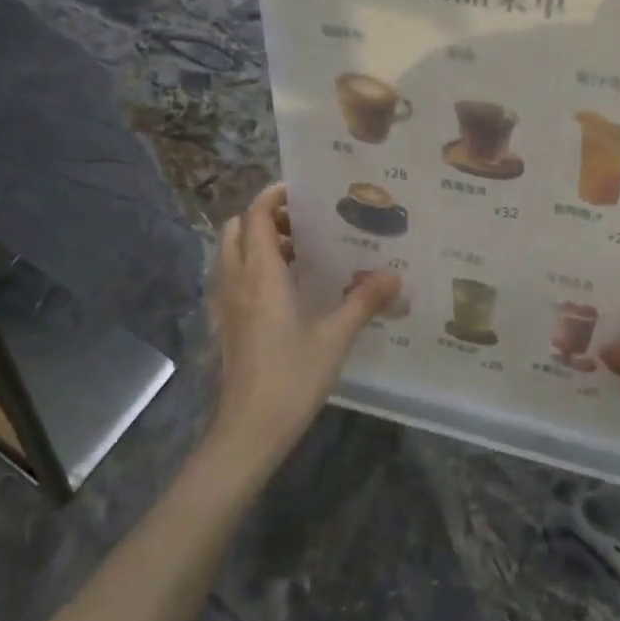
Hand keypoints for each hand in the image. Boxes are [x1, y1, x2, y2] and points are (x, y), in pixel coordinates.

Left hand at [208, 183, 398, 471]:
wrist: (249, 429)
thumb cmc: (292, 377)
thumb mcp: (335, 337)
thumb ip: (364, 301)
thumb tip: (394, 276)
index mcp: (260, 275)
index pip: (255, 217)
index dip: (272, 197)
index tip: (301, 191)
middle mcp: (236, 282)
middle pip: (236, 230)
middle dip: (263, 218)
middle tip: (303, 224)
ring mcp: (225, 305)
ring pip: (231, 254)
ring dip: (257, 243)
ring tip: (299, 253)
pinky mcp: (225, 325)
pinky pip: (232, 279)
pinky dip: (252, 268)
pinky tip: (285, 290)